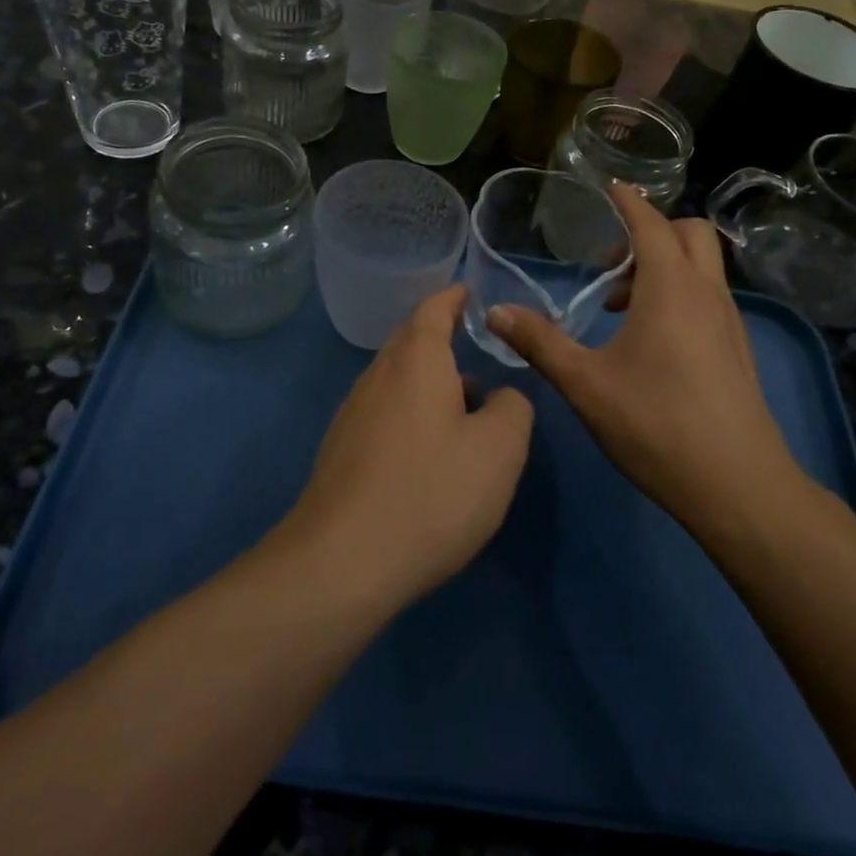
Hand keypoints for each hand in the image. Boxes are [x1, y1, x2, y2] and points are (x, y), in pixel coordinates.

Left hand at [284, 285, 532, 606]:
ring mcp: (353, 413)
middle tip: (475, 348)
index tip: (471, 292)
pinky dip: (411, 413)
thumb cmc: (431, 492)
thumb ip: (513, 408)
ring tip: (466, 405)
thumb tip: (503, 396)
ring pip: (396, 380)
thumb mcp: (499, 450)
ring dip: (430, 382)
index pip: (433, 309)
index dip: (454, 297)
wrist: (342, 562)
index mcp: (416, 360)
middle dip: (442, 339)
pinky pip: (384, 412)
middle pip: (410, 342)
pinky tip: (429, 451)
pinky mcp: (341, 450)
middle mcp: (377, 376)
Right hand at [487, 186, 807, 551]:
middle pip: (689, 233)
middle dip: (652, 232)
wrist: (738, 485)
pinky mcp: (737, 348)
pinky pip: (709, 296)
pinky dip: (680, 293)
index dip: (629, 201)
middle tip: (612, 264)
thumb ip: (539, 342)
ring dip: (664, 266)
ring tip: (620, 307)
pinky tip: (650, 341)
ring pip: (702, 266)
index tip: (610, 187)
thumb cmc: (656, 425)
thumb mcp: (585, 383)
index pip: (651, 223)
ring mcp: (729, 321)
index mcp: (671, 288)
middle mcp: (707, 293)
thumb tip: (495, 311)